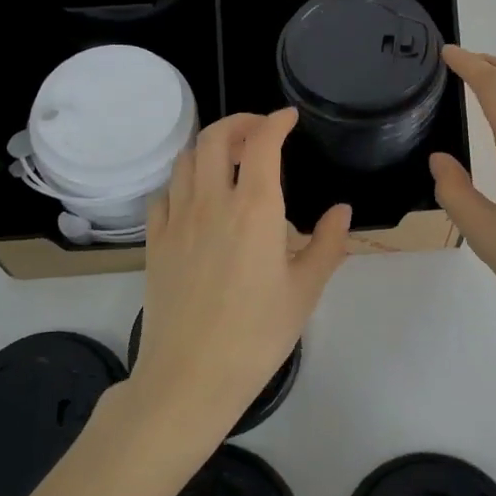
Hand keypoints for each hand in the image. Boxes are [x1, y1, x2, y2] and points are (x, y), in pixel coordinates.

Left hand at [132, 109, 349, 447]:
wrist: (190, 376)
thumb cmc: (257, 334)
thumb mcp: (305, 290)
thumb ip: (328, 243)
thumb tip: (341, 210)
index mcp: (255, 209)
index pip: (263, 144)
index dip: (276, 121)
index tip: (289, 118)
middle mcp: (212, 202)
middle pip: (216, 138)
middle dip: (239, 123)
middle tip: (259, 133)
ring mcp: (177, 220)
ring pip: (186, 160)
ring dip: (209, 148)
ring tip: (229, 161)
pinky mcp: (154, 241)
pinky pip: (164, 194)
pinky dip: (183, 182)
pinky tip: (195, 199)